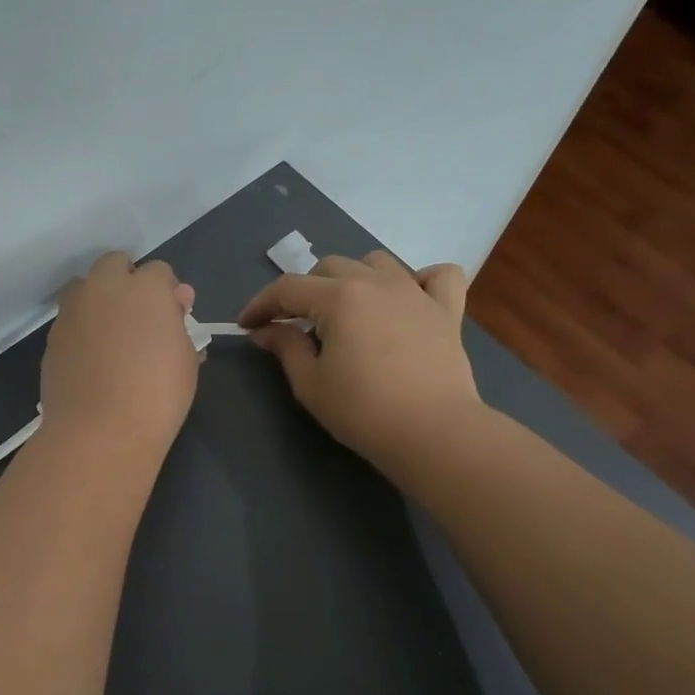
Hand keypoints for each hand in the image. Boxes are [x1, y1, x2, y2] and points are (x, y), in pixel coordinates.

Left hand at [41, 252, 198, 456]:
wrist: (99, 431)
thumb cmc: (157, 395)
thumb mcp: (185, 359)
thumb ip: (178, 322)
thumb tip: (175, 301)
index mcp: (144, 288)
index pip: (158, 272)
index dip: (166, 292)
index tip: (171, 316)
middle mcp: (104, 289)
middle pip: (114, 265)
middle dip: (127, 282)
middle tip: (139, 318)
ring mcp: (72, 311)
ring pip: (85, 288)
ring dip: (99, 300)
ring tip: (112, 336)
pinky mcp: (52, 337)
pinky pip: (70, 321)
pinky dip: (82, 329)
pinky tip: (92, 360)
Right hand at [237, 253, 478, 470]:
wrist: (432, 432)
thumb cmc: (362, 411)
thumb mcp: (310, 383)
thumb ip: (286, 347)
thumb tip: (266, 330)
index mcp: (339, 298)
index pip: (288, 288)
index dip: (260, 304)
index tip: (247, 325)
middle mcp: (377, 282)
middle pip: (330, 267)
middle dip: (304, 290)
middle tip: (296, 323)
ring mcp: (416, 292)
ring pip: (378, 263)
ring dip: (354, 278)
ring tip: (347, 309)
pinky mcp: (447, 311)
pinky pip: (439, 276)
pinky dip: (421, 280)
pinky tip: (408, 300)